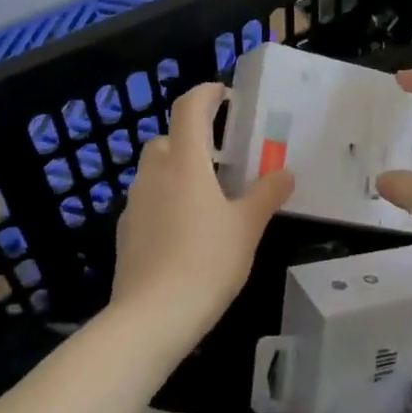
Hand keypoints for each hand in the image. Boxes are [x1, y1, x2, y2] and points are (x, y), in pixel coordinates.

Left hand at [110, 82, 293, 343]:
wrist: (151, 319)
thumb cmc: (206, 262)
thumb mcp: (247, 227)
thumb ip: (266, 194)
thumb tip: (285, 172)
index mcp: (185, 162)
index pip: (189, 108)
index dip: (206, 93)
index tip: (223, 93)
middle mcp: (155, 173)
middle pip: (167, 137)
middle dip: (192, 137)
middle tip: (222, 155)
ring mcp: (135, 203)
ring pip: (155, 169)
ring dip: (178, 169)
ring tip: (208, 194)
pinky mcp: (125, 232)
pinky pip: (148, 200)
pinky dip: (166, 199)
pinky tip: (186, 229)